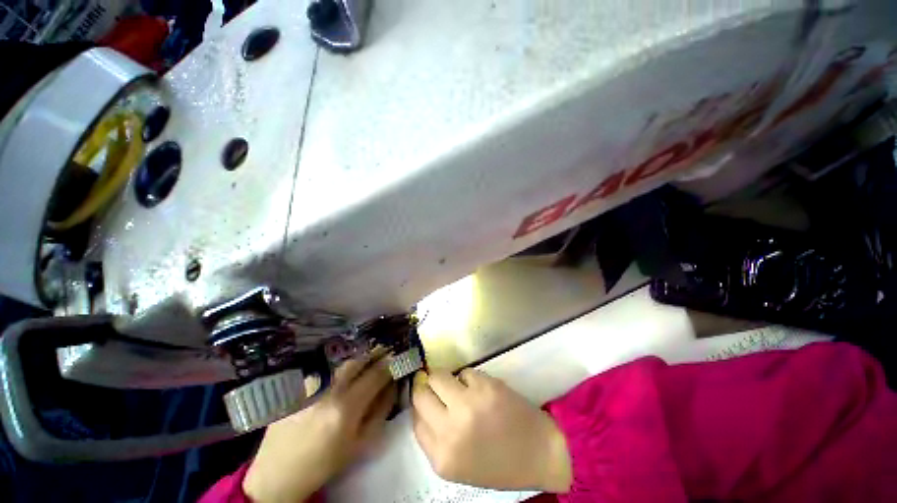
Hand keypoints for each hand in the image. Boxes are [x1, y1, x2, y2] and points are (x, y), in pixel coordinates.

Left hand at [243, 352, 396, 502]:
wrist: (279, 472)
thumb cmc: (325, 462)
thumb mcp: (361, 443)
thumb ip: (381, 410)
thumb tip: (394, 385)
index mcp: (346, 408)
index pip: (376, 375)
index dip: (391, 364)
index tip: (399, 359)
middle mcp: (328, 390)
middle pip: (359, 361)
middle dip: (376, 354)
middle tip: (387, 351)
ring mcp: (311, 386)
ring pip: (343, 364)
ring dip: (360, 359)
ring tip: (370, 360)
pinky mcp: (299, 386)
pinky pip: (328, 372)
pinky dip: (341, 370)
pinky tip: (344, 376)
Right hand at [411, 368, 571, 491]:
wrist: (538, 453)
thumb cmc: (497, 463)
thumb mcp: (457, 464)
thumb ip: (435, 438)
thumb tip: (423, 404)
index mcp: (442, 456)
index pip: (414, 419)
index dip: (421, 405)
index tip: (428, 399)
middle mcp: (450, 429)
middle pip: (420, 393)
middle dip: (427, 388)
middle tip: (440, 389)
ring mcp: (468, 404)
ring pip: (438, 375)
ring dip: (447, 380)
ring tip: (461, 389)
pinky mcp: (485, 386)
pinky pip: (464, 372)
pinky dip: (468, 379)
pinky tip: (481, 391)